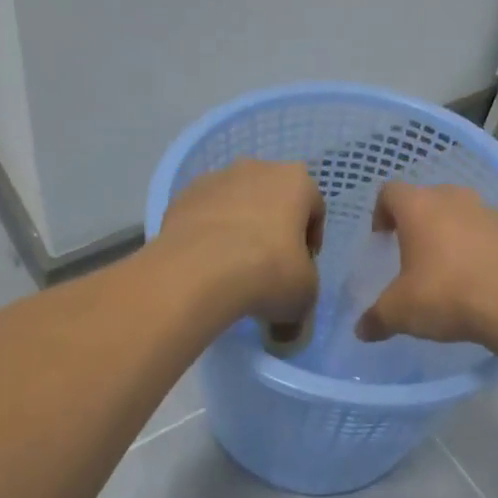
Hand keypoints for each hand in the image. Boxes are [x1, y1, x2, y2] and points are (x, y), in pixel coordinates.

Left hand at [156, 159, 324, 326]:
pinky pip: (205, 214)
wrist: (199, 271)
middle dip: (274, 227)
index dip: (311, 240)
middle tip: (270, 265)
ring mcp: (216, 179)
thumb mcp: (303, 295)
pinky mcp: (183, 196)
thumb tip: (288, 329)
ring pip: (236, 203)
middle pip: (273, 199)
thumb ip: (302, 298)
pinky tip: (206, 264)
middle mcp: (257, 168)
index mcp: (296, 181)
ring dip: (239, 227)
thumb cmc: (269, 272)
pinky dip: (209, 233)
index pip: (315, 208)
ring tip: (233, 267)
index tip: (303, 267)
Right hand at [356, 182, 497, 344]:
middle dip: (418, 222)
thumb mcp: (400, 313)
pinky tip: (481, 277)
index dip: (381, 213)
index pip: (389, 191)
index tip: (383, 240)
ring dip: (452, 231)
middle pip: (428, 198)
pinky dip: (480, 246)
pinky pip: (489, 231)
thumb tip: (363, 330)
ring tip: (450, 267)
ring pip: (461, 212)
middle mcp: (453, 199)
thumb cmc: (447, 295)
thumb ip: (376, 318)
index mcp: (418, 207)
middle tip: (414, 254)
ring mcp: (488, 210)